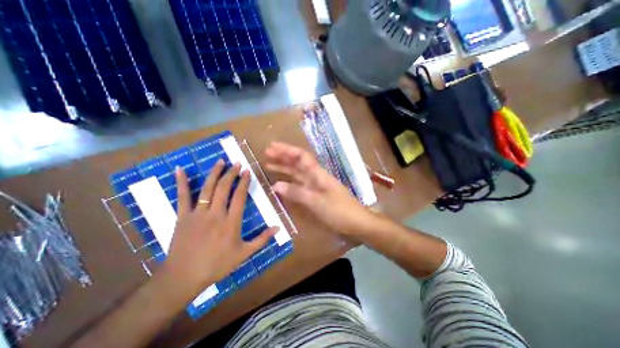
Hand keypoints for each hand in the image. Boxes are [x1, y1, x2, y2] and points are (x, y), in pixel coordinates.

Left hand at [161, 160, 277, 299]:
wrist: (184, 277)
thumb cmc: (217, 265)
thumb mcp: (244, 253)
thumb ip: (262, 239)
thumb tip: (278, 228)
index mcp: (231, 222)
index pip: (239, 196)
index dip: (244, 182)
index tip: (247, 172)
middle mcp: (216, 214)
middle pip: (224, 188)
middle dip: (231, 173)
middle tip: (237, 163)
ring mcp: (198, 214)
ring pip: (208, 188)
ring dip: (215, 173)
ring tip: (221, 161)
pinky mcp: (183, 216)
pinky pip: (182, 197)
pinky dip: (181, 182)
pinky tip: (180, 169)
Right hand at [265, 141, 372, 236]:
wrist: (356, 222)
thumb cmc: (339, 211)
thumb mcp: (317, 202)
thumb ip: (297, 193)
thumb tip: (276, 185)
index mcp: (318, 174)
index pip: (301, 156)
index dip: (287, 150)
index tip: (272, 147)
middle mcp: (316, 176)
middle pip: (298, 162)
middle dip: (283, 156)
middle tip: (267, 152)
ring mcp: (316, 185)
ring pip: (298, 173)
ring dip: (284, 167)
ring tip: (269, 164)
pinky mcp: (316, 194)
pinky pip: (300, 184)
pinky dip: (290, 182)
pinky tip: (281, 182)